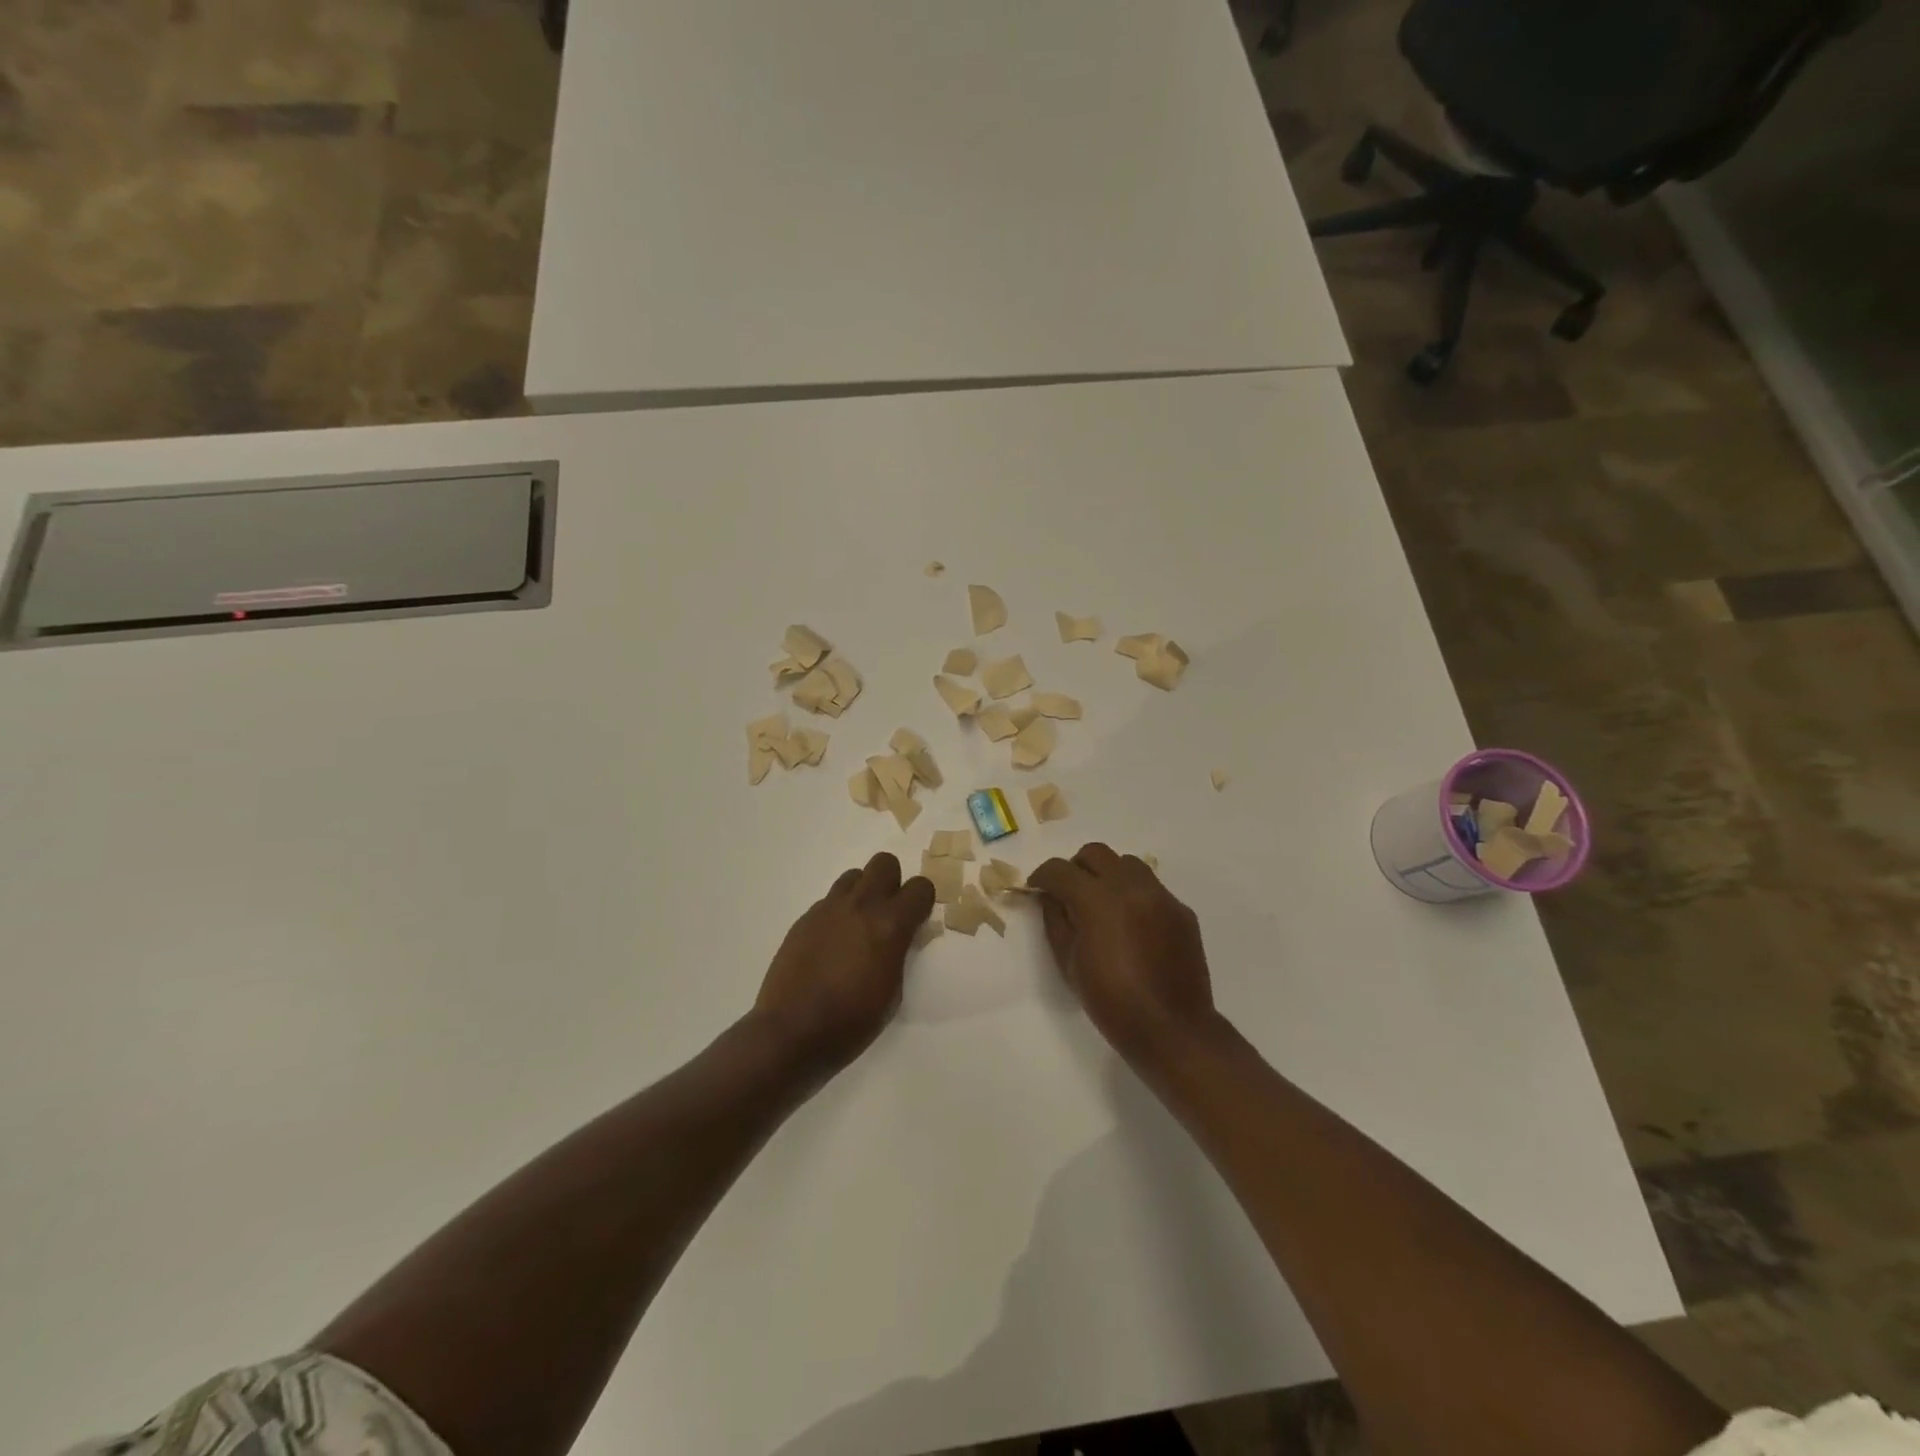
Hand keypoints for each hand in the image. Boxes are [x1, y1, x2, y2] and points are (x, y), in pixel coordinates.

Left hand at [753, 853, 935, 1078]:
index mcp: (890, 925)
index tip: (917, 920)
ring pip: (853, 876)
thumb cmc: (851, 1022)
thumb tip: (898, 937)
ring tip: (857, 926)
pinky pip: (829, 901)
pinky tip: (831, 944)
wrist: (791, 1032)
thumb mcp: (893, 993)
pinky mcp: (805, 919)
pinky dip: (837, 913)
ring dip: (862, 893)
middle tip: (888, 914)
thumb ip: (899, 953)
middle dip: (892, 882)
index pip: (920, 887)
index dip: (922, 902)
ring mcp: (828, 909)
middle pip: (884, 862)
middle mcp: (860, 906)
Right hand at [1029, 843, 1220, 1066]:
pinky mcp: (1181, 910)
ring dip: (1108, 874)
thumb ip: (1055, 921)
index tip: (1036, 887)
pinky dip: (1134, 894)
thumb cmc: (1111, 1001)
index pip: (1060, 869)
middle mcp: (1131, 887)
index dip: (1042, 876)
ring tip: (1102, 904)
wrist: (1171, 1029)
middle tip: (1069, 892)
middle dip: (1076, 867)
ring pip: (1127, 863)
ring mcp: (1161, 896)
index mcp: (1097, 900)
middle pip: (1096, 853)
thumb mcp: (1068, 964)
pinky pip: (1151, 887)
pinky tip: (1131, 924)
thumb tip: (1051, 897)